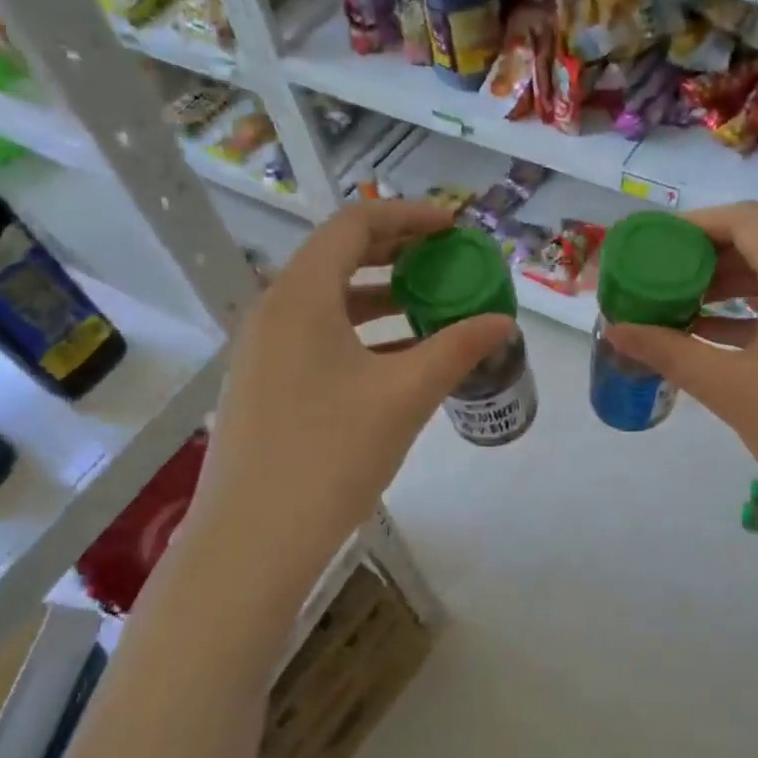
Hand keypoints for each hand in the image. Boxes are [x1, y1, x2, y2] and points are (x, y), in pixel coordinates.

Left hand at [190, 202, 515, 571]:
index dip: (409, 217)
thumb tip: (504, 324)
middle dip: (398, 253)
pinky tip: (398, 359)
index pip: (355, 224)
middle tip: (447, 262)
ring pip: (329, 300)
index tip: (454, 229)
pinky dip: (361, 332)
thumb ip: (457, 349)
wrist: (253, 540)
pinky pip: (318, 336)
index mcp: (301, 296)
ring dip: (381, 295)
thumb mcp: (405, 396)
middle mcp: (274, 311)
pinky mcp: (264, 384)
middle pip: (339, 257)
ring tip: (430, 309)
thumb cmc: (331, 453)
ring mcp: (263, 350)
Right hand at [602, 203, 757, 531]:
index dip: (697, 224)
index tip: (658, 243)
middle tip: (663, 281)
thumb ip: (669, 352)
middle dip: (708, 261)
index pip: (746, 221)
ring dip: (730, 292)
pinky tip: (721, 342)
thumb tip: (615, 330)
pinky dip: (756, 318)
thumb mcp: (728, 388)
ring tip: (683, 311)